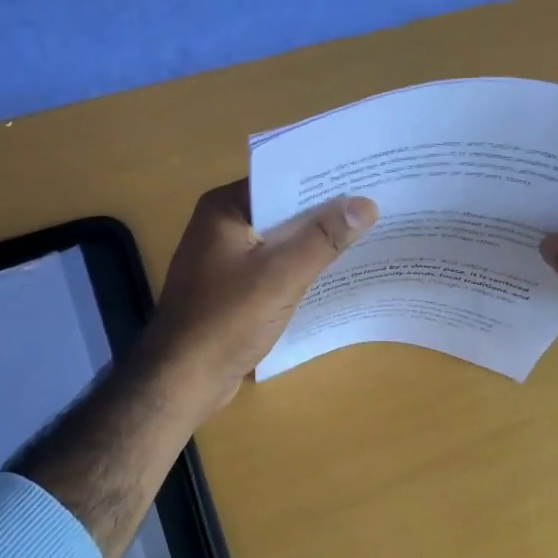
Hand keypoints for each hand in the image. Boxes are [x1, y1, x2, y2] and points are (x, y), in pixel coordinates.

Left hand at [144, 180, 378, 414]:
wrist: (181, 380)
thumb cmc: (226, 320)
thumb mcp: (281, 275)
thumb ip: (323, 238)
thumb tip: (365, 204)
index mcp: (225, 209)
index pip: (281, 179)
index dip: (323, 179)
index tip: (366, 177)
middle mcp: (222, 225)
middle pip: (282, 209)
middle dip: (324, 211)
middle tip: (376, 205)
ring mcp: (225, 258)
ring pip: (280, 240)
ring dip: (314, 241)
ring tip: (367, 233)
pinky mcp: (232, 287)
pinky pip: (273, 266)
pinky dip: (300, 266)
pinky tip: (334, 271)